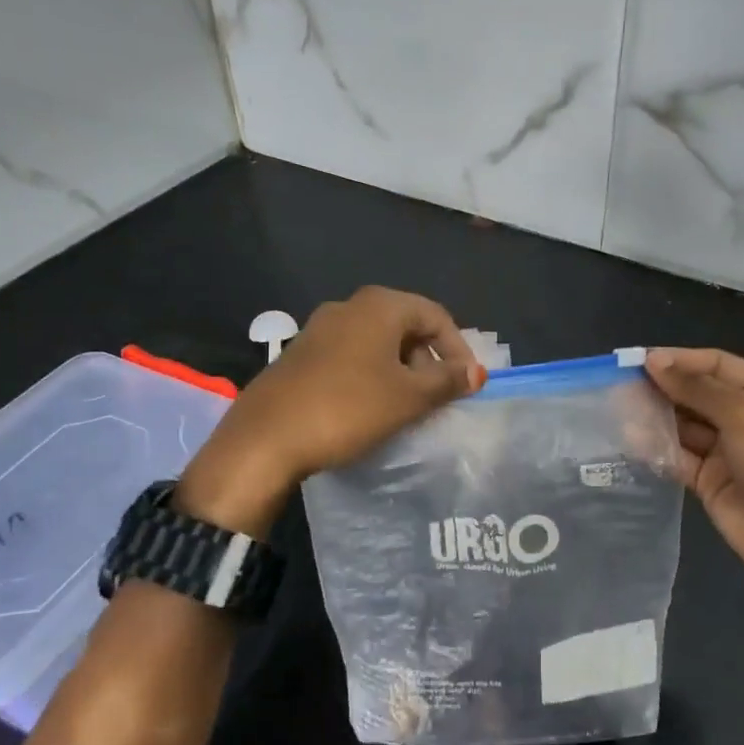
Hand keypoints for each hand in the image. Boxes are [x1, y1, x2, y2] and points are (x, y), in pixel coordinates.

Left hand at [176, 287, 482, 536]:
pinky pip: (351, 356)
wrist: (265, 439)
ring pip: (377, 343)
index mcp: (379, 306)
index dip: (459, 348)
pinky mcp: (301, 355)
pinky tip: (371, 408)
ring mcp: (319, 329)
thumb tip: (478, 372)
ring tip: (408, 407)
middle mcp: (348, 307)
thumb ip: (447, 381)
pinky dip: (372, 375)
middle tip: (439, 397)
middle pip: (406, 326)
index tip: (468, 384)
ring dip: (401, 370)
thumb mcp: (407, 397)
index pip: (435, 315)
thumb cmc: (348, 409)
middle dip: (429, 360)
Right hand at [645, 348, 743, 610]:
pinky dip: (658, 448)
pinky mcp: (709, 481)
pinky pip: (679, 457)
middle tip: (621, 384)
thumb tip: (654, 361)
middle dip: (663, 388)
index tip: (639, 361)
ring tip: (619, 408)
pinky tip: (631, 439)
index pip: (716, 364)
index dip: (680, 360)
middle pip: (697, 393)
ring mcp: (727, 450)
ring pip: (684, 425)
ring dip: (656, 417)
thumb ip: (696, 389)